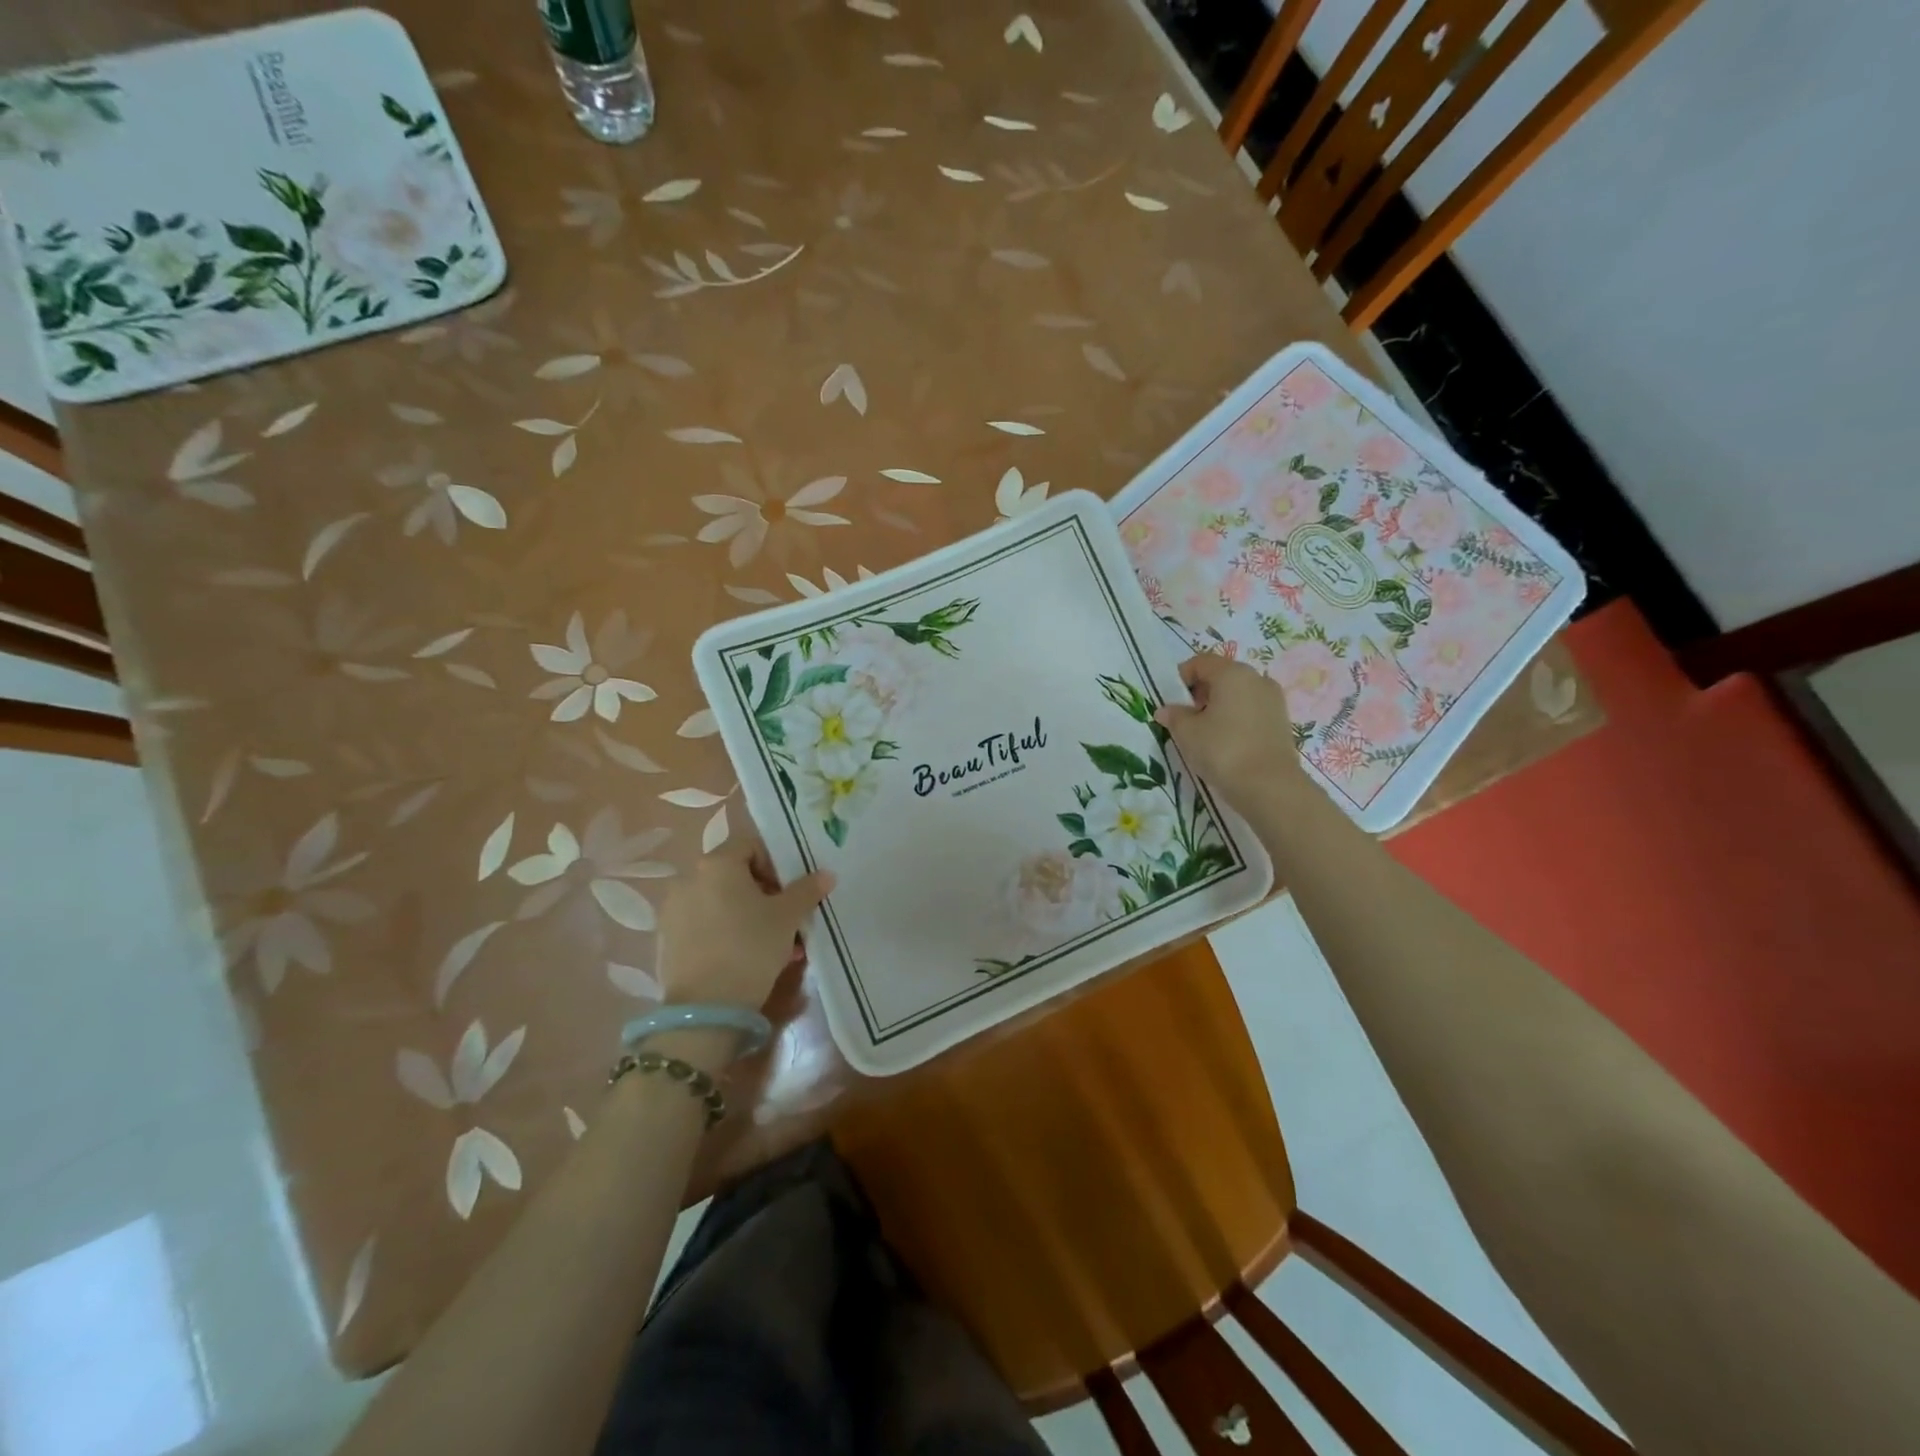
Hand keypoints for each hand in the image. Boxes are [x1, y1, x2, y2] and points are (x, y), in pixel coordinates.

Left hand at [655, 839, 832, 1013]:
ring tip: (771, 944)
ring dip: (746, 914)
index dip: (776, 864)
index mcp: (716, 864)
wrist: (706, 1009)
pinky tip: (744, 957)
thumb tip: (826, 874)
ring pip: (720, 901)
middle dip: (763, 893)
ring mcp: (673, 910)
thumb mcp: (787, 917)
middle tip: (784, 919)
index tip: (790, 891)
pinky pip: (703, 924)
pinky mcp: (667, 939)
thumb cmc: (750, 948)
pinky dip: (724, 931)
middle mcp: (688, 879)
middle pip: (734, 874)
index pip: (751, 845)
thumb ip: (807, 890)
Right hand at [1153, 653, 1307, 815]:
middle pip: (1221, 675)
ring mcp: (1273, 699)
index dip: (1182, 677)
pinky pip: (1252, 709)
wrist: (1269, 786)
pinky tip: (1228, 741)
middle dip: (1201, 691)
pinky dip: (1236, 717)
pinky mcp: (1282, 720)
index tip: (1173, 701)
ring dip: (1220, 705)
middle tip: (1188, 717)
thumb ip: (1174, 716)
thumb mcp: (1187, 733)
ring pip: (1238, 693)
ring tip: (1208, 732)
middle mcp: (1256, 678)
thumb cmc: (1222, 750)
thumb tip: (1166, 711)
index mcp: (1232, 673)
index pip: (1200, 662)